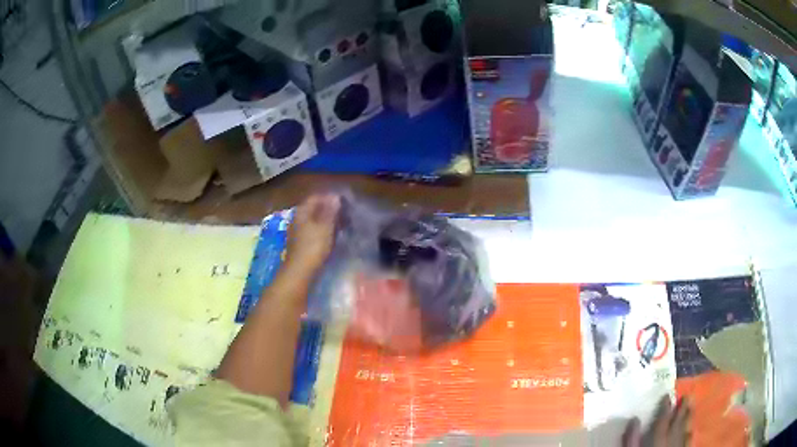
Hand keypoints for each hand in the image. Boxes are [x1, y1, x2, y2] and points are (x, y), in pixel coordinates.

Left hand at [284, 194, 340, 275]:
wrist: (300, 272)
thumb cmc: (313, 246)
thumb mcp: (325, 226)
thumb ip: (330, 210)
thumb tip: (335, 196)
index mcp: (302, 211)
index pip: (316, 197)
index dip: (330, 198)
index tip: (345, 202)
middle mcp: (298, 219)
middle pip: (314, 209)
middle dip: (330, 210)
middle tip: (346, 214)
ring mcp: (298, 232)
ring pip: (315, 221)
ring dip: (328, 221)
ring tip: (343, 225)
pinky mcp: (301, 244)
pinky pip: (314, 232)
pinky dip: (324, 231)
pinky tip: (333, 237)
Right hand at [624, 396, 690, 446]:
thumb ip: (631, 439)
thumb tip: (634, 419)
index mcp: (658, 440)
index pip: (663, 420)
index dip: (665, 407)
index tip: (667, 395)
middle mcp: (672, 440)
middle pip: (678, 422)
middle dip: (682, 409)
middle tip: (687, 395)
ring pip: (686, 430)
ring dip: (689, 418)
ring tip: (691, 407)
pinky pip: (689, 442)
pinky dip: (690, 434)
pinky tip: (691, 430)